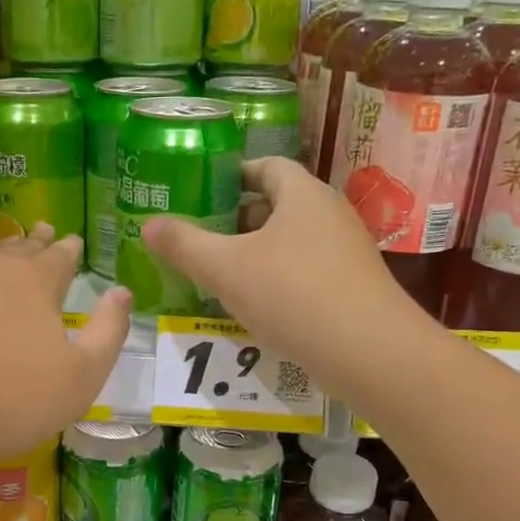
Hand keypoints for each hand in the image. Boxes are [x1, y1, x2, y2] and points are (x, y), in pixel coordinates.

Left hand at [0, 227, 130, 462]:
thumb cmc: (15, 401)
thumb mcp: (83, 375)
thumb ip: (109, 330)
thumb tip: (121, 292)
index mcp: (34, 280)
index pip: (59, 254)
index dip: (69, 249)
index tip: (73, 242)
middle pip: (18, 248)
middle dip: (34, 242)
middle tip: (42, 232)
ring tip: (4, 259)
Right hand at [142, 158, 418, 397]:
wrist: (370, 354)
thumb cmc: (293, 296)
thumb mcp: (226, 269)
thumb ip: (184, 245)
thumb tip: (149, 226)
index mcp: (303, 195)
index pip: (266, 166)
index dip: (232, 174)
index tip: (199, 191)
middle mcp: (329, 215)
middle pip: (277, 204)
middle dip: (236, 218)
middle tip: (198, 236)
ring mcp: (345, 253)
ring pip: (290, 242)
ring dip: (254, 253)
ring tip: (217, 272)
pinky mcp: (351, 288)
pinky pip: (304, 271)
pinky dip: (276, 279)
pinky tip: (253, 305)